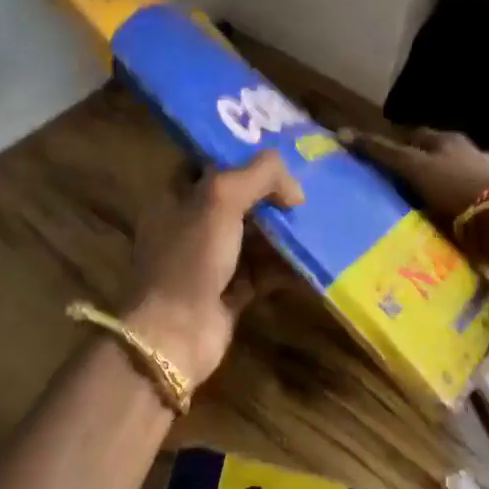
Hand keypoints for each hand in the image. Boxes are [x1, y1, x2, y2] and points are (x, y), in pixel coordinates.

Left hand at [124, 152, 304, 387]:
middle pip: (233, 201)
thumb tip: (293, 186)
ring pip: (249, 237)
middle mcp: (187, 228)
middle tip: (304, 189)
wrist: (176, 334)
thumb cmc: (191, 257)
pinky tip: (310, 257)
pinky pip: (260, 272)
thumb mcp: (220, 199)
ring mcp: (206, 263)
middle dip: (267, 196)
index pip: (205, 166)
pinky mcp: (227, 294)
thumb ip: (258, 175)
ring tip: (315, 220)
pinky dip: (283, 266)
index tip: (275, 154)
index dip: (238, 156)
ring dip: (280, 231)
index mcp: (173, 199)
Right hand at [340, 127, 488, 232]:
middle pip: (435, 154)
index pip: (413, 136)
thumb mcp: (414, 168)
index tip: (377, 160)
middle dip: (418, 165)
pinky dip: (457, 204)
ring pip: (453, 175)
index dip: (394, 145)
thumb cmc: (456, 189)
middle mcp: (468, 151)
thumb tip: (343, 133)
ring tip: (420, 205)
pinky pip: (469, 199)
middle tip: (396, 184)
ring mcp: (487, 175)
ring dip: (439, 186)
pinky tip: (449, 217)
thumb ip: (382, 153)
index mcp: (447, 140)